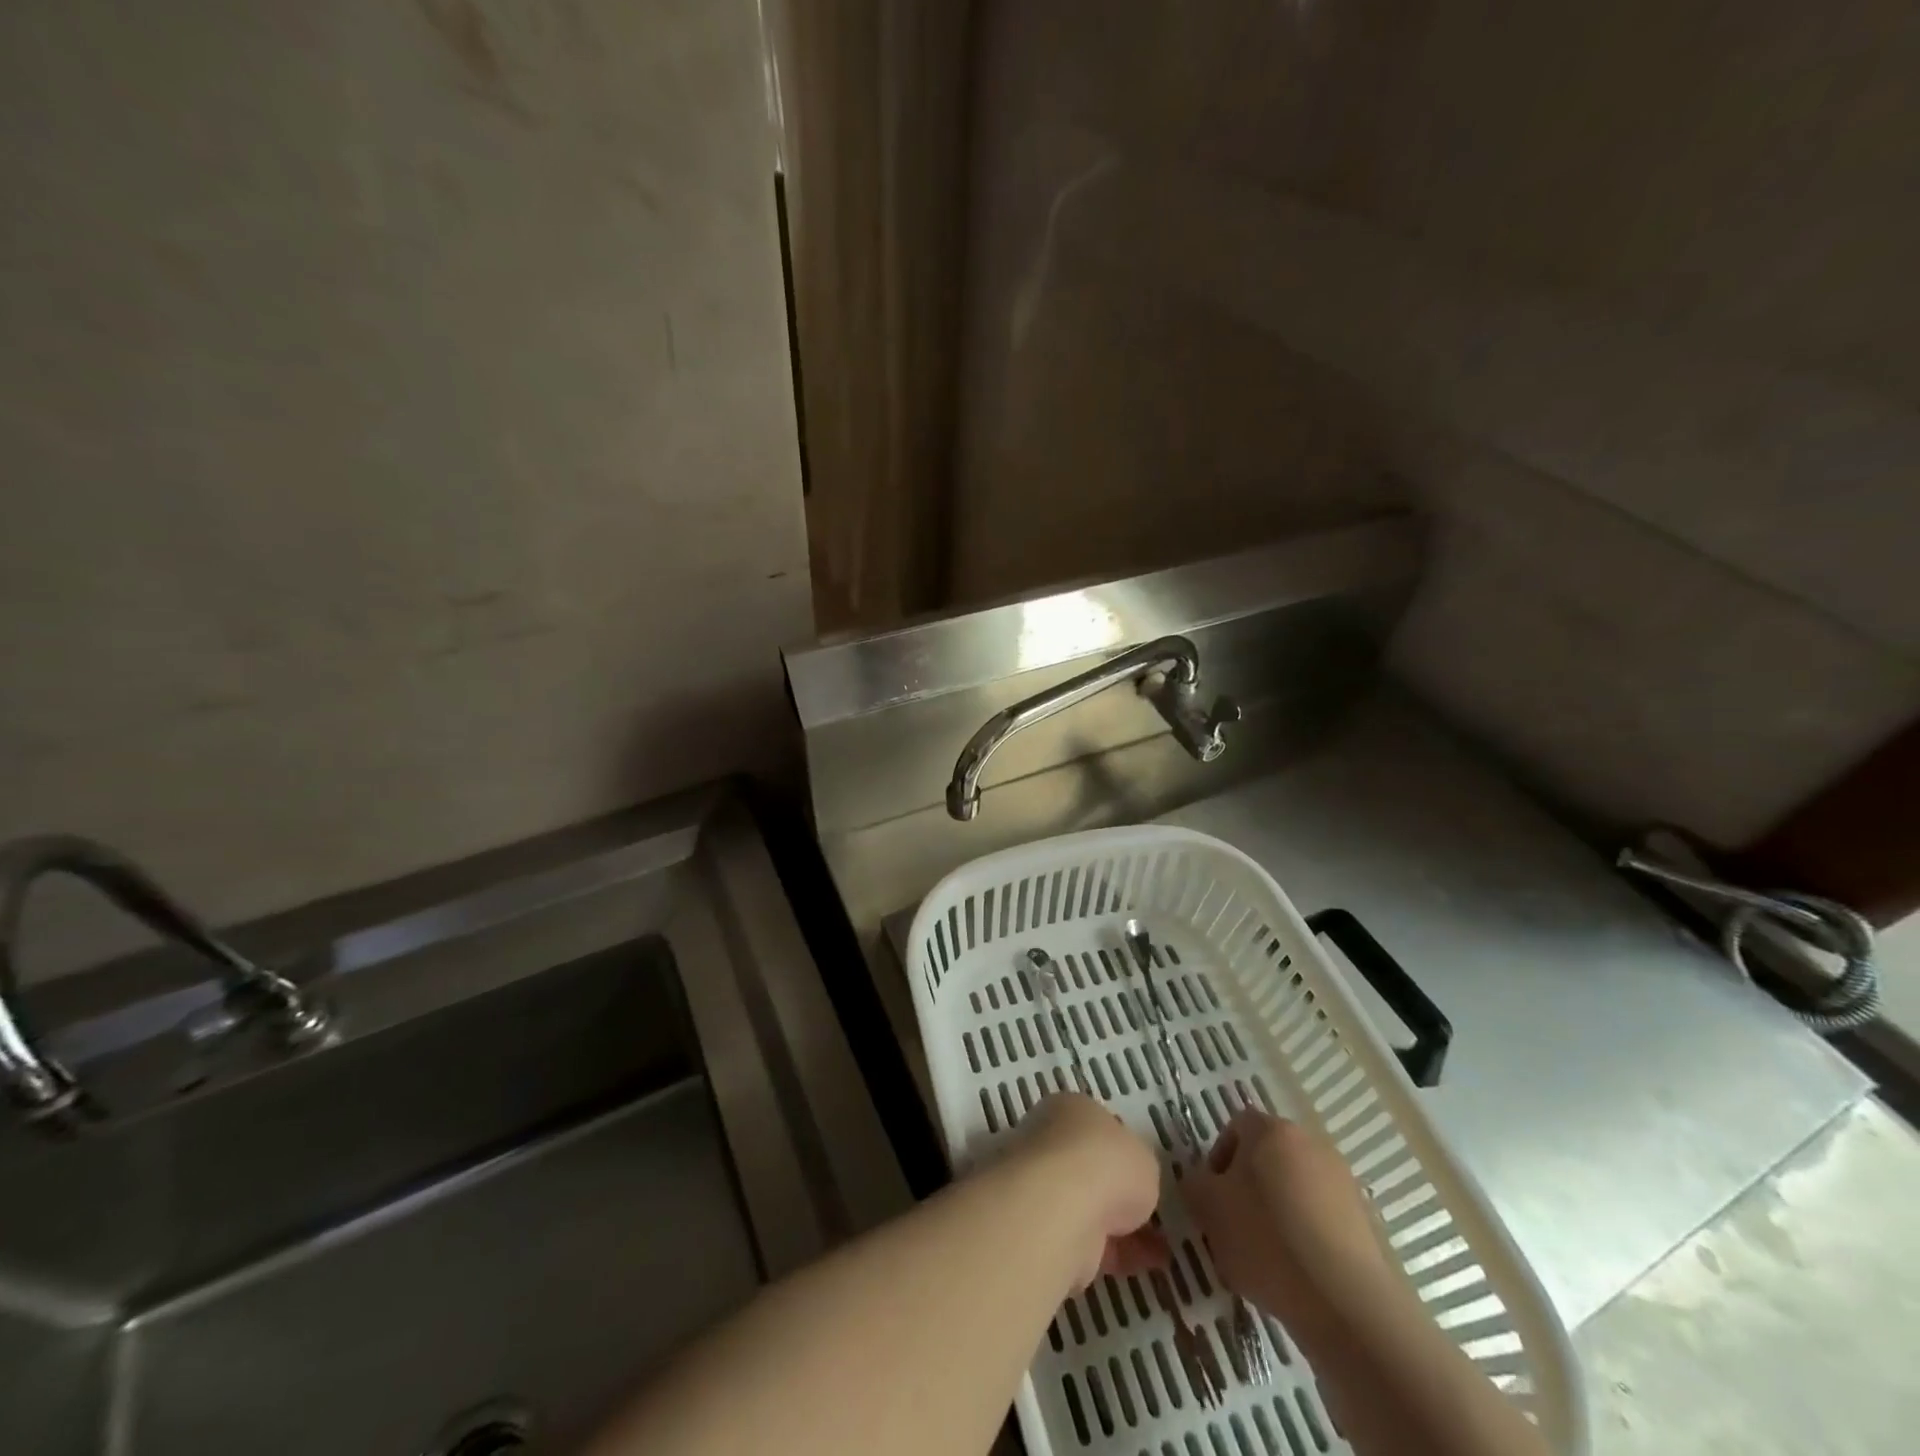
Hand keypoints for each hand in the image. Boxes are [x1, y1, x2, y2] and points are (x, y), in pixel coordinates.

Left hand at [1006, 1093, 1166, 1288]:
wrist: (1061, 1208)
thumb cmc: (1105, 1162)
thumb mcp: (1144, 1156)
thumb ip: (1139, 1167)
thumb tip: (1133, 1181)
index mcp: (1070, 1108)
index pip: (1096, 1126)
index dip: (1122, 1151)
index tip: (1144, 1174)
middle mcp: (1049, 1140)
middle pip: (1089, 1167)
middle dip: (1119, 1193)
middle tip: (1152, 1215)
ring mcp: (1041, 1186)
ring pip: (1087, 1206)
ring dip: (1120, 1227)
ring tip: (1161, 1248)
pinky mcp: (1042, 1229)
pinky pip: (1086, 1240)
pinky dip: (1115, 1254)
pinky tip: (1146, 1264)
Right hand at [1183, 1109, 1407, 1337]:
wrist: (1347, 1303)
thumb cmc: (1266, 1240)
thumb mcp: (1208, 1208)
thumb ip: (1195, 1183)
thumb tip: (1203, 1181)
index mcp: (1271, 1129)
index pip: (1235, 1127)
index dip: (1218, 1159)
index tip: (1213, 1199)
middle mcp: (1310, 1142)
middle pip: (1267, 1156)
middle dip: (1249, 1186)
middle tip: (1235, 1226)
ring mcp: (1343, 1181)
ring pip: (1295, 1188)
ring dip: (1278, 1212)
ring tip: (1267, 1257)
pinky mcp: (1365, 1220)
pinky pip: (1321, 1218)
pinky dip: (1306, 1236)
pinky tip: (1298, 1272)